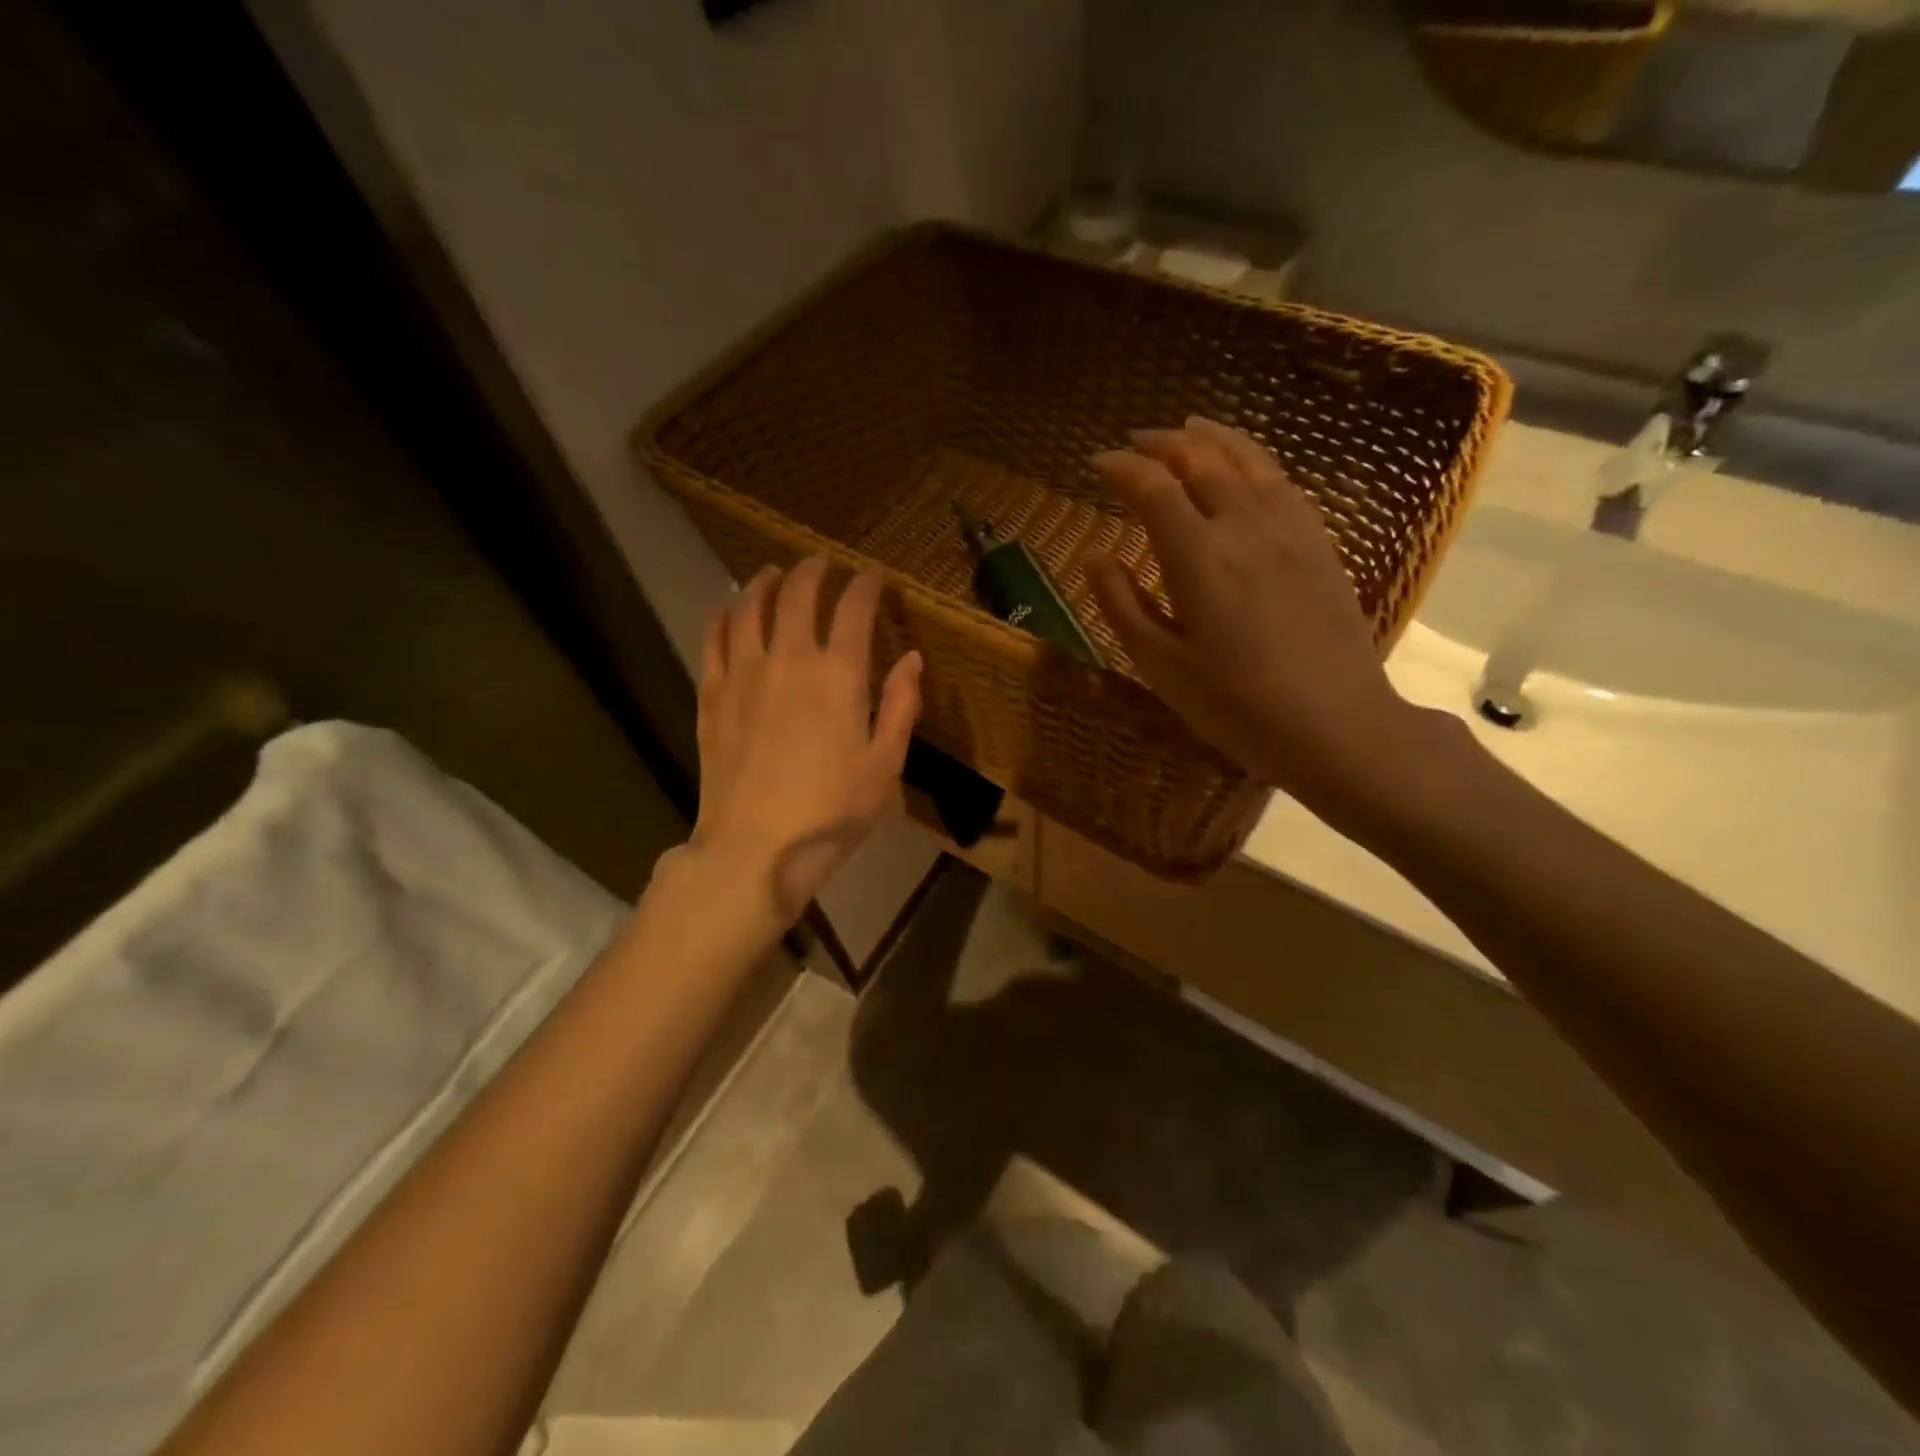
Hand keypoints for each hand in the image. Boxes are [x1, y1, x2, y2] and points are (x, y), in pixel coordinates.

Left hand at [689, 556, 921, 920]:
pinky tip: (728, 608)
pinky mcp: (712, 694)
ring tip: (775, 574)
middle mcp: (789, 659)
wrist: (755, 848)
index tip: (875, 575)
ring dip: (766, 583)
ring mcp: (744, 673)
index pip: (854, 608)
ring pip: (750, 606)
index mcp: (838, 675)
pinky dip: (723, 615)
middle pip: (798, 594)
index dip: (867, 584)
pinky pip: (714, 639)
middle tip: (825, 563)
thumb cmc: (831, 811)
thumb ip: (900, 706)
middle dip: (815, 571)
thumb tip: (912, 659)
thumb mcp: (885, 765)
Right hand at [1088, 417, 1433, 821]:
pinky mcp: (1320, 543)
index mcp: (1197, 556)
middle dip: (1162, 443)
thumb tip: (1096, 557)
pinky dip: (1253, 458)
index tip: (1097, 463)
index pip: (1152, 488)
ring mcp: (1289, 529)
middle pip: (1201, 460)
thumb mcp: (1161, 665)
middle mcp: (1243, 524)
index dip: (1121, 468)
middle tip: (1135, 442)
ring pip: (1248, 459)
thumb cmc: (1235, 705)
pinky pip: (1282, 480)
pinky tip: (1245, 467)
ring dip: (1211, 438)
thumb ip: (1123, 605)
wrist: (1335, 724)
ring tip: (1187, 429)